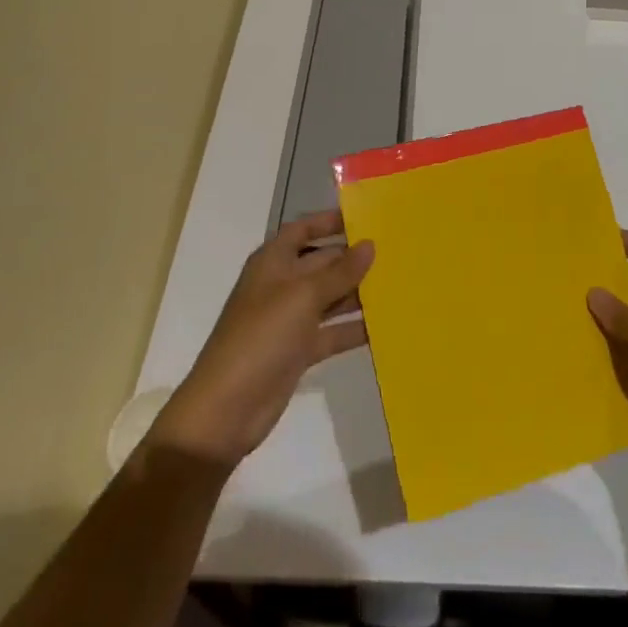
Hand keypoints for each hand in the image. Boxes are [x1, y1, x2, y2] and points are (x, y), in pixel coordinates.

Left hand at [153, 211, 373, 465]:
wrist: (227, 408)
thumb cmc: (261, 337)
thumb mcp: (303, 297)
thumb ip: (339, 272)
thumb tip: (370, 245)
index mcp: (273, 263)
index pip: (302, 230)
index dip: (329, 221)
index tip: (366, 218)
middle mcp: (282, 286)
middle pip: (322, 263)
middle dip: (354, 258)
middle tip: (397, 252)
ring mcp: (291, 320)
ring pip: (331, 298)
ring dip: (359, 293)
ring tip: (400, 284)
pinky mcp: (299, 351)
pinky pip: (333, 332)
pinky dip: (355, 328)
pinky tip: (386, 325)